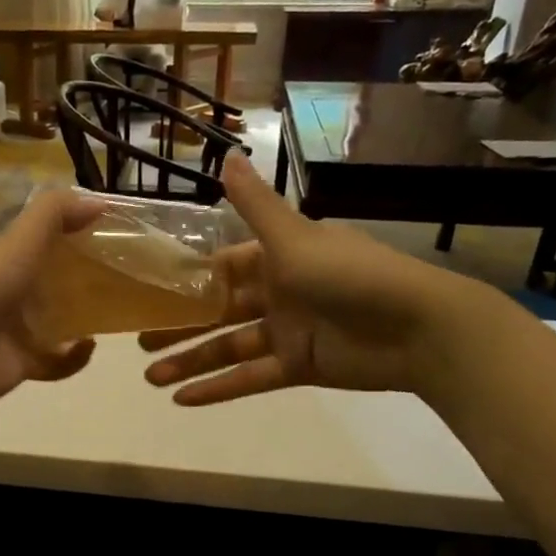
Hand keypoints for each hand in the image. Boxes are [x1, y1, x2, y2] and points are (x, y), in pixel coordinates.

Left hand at [0, 188, 107, 415]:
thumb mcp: (17, 244)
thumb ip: (54, 215)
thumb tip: (100, 200)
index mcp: (9, 258)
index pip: (50, 241)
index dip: (82, 235)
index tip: (120, 236)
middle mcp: (14, 291)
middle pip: (60, 282)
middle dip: (91, 280)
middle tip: (129, 277)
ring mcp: (18, 330)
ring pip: (62, 321)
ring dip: (86, 319)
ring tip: (116, 312)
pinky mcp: (24, 363)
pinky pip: (58, 361)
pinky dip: (74, 357)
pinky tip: (86, 347)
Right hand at [141, 154, 502, 403]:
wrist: (416, 327)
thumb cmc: (350, 274)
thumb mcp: (295, 238)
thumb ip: (256, 205)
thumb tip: (227, 155)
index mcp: (278, 257)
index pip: (223, 268)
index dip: (188, 281)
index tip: (149, 292)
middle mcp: (279, 293)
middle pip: (218, 312)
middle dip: (179, 327)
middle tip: (139, 342)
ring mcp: (288, 333)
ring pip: (228, 348)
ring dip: (191, 363)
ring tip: (150, 379)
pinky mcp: (298, 368)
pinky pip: (250, 377)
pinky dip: (220, 388)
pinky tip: (183, 401)